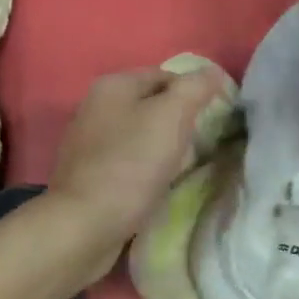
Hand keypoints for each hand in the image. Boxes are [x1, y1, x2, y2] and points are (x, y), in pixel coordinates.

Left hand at [50, 65, 227, 258]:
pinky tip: (155, 186)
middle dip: (178, 123)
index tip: (213, 120)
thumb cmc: (131, 166)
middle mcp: (94, 106)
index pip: (166, 76)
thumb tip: (212, 73)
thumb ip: (194, 89)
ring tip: (181, 168)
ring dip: (162, 148)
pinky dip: (144, 170)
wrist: (85, 225)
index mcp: (113, 85)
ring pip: (139, 135)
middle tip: (200, 146)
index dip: (194, 94)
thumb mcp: (171, 118)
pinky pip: (126, 162)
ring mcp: (87, 142)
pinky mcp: (87, 174)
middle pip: (151, 106)